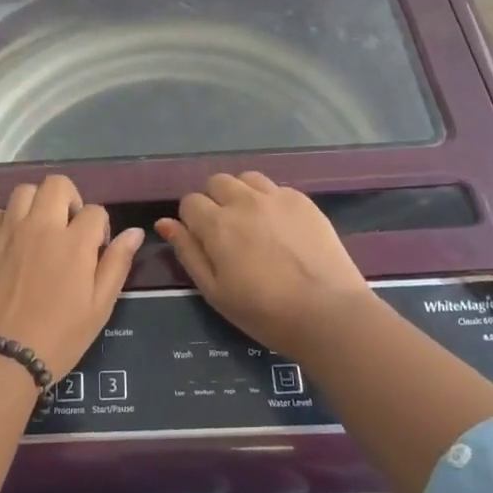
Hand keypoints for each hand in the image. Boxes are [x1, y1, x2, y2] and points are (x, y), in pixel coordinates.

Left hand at [0, 175, 144, 378]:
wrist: (1, 358)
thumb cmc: (59, 338)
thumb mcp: (99, 306)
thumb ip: (117, 263)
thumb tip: (135, 232)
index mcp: (75, 242)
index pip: (95, 211)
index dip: (100, 227)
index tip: (95, 250)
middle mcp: (41, 226)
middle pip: (57, 184)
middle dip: (69, 199)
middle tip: (68, 228)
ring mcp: (7, 232)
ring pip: (23, 191)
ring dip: (36, 204)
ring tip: (38, 230)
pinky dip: (1, 220)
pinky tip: (7, 241)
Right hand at [157, 172, 368, 356]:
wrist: (328, 313)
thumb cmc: (264, 312)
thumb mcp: (214, 291)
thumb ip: (187, 252)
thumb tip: (164, 223)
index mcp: (217, 224)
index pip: (189, 202)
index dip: (191, 221)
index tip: (203, 242)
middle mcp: (243, 201)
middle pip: (216, 182)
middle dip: (214, 202)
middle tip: (227, 233)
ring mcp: (276, 197)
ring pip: (246, 179)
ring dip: (242, 195)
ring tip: (252, 223)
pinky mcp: (303, 201)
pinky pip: (276, 188)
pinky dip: (269, 201)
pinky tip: (280, 228)